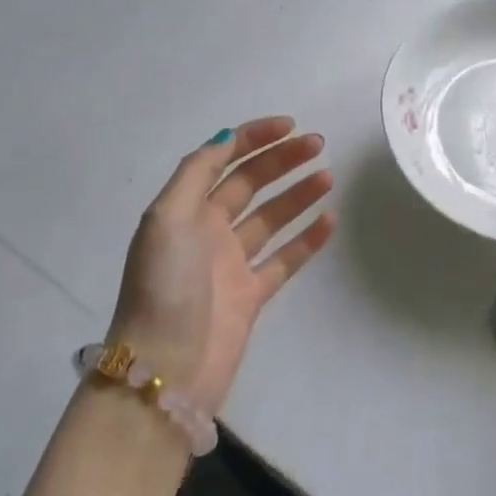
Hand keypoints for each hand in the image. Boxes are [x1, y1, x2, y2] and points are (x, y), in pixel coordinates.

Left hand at [106, 117, 334, 415]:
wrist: (165, 370)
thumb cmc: (165, 285)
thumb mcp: (168, 217)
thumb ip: (198, 171)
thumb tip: (228, 137)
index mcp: (185, 209)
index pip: (222, 159)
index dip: (254, 138)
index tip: (290, 126)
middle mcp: (207, 230)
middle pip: (250, 183)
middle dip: (282, 160)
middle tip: (318, 145)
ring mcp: (231, 264)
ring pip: (271, 217)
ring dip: (298, 193)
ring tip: (328, 176)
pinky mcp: (251, 296)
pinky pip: (284, 258)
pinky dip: (307, 239)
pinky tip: (330, 220)